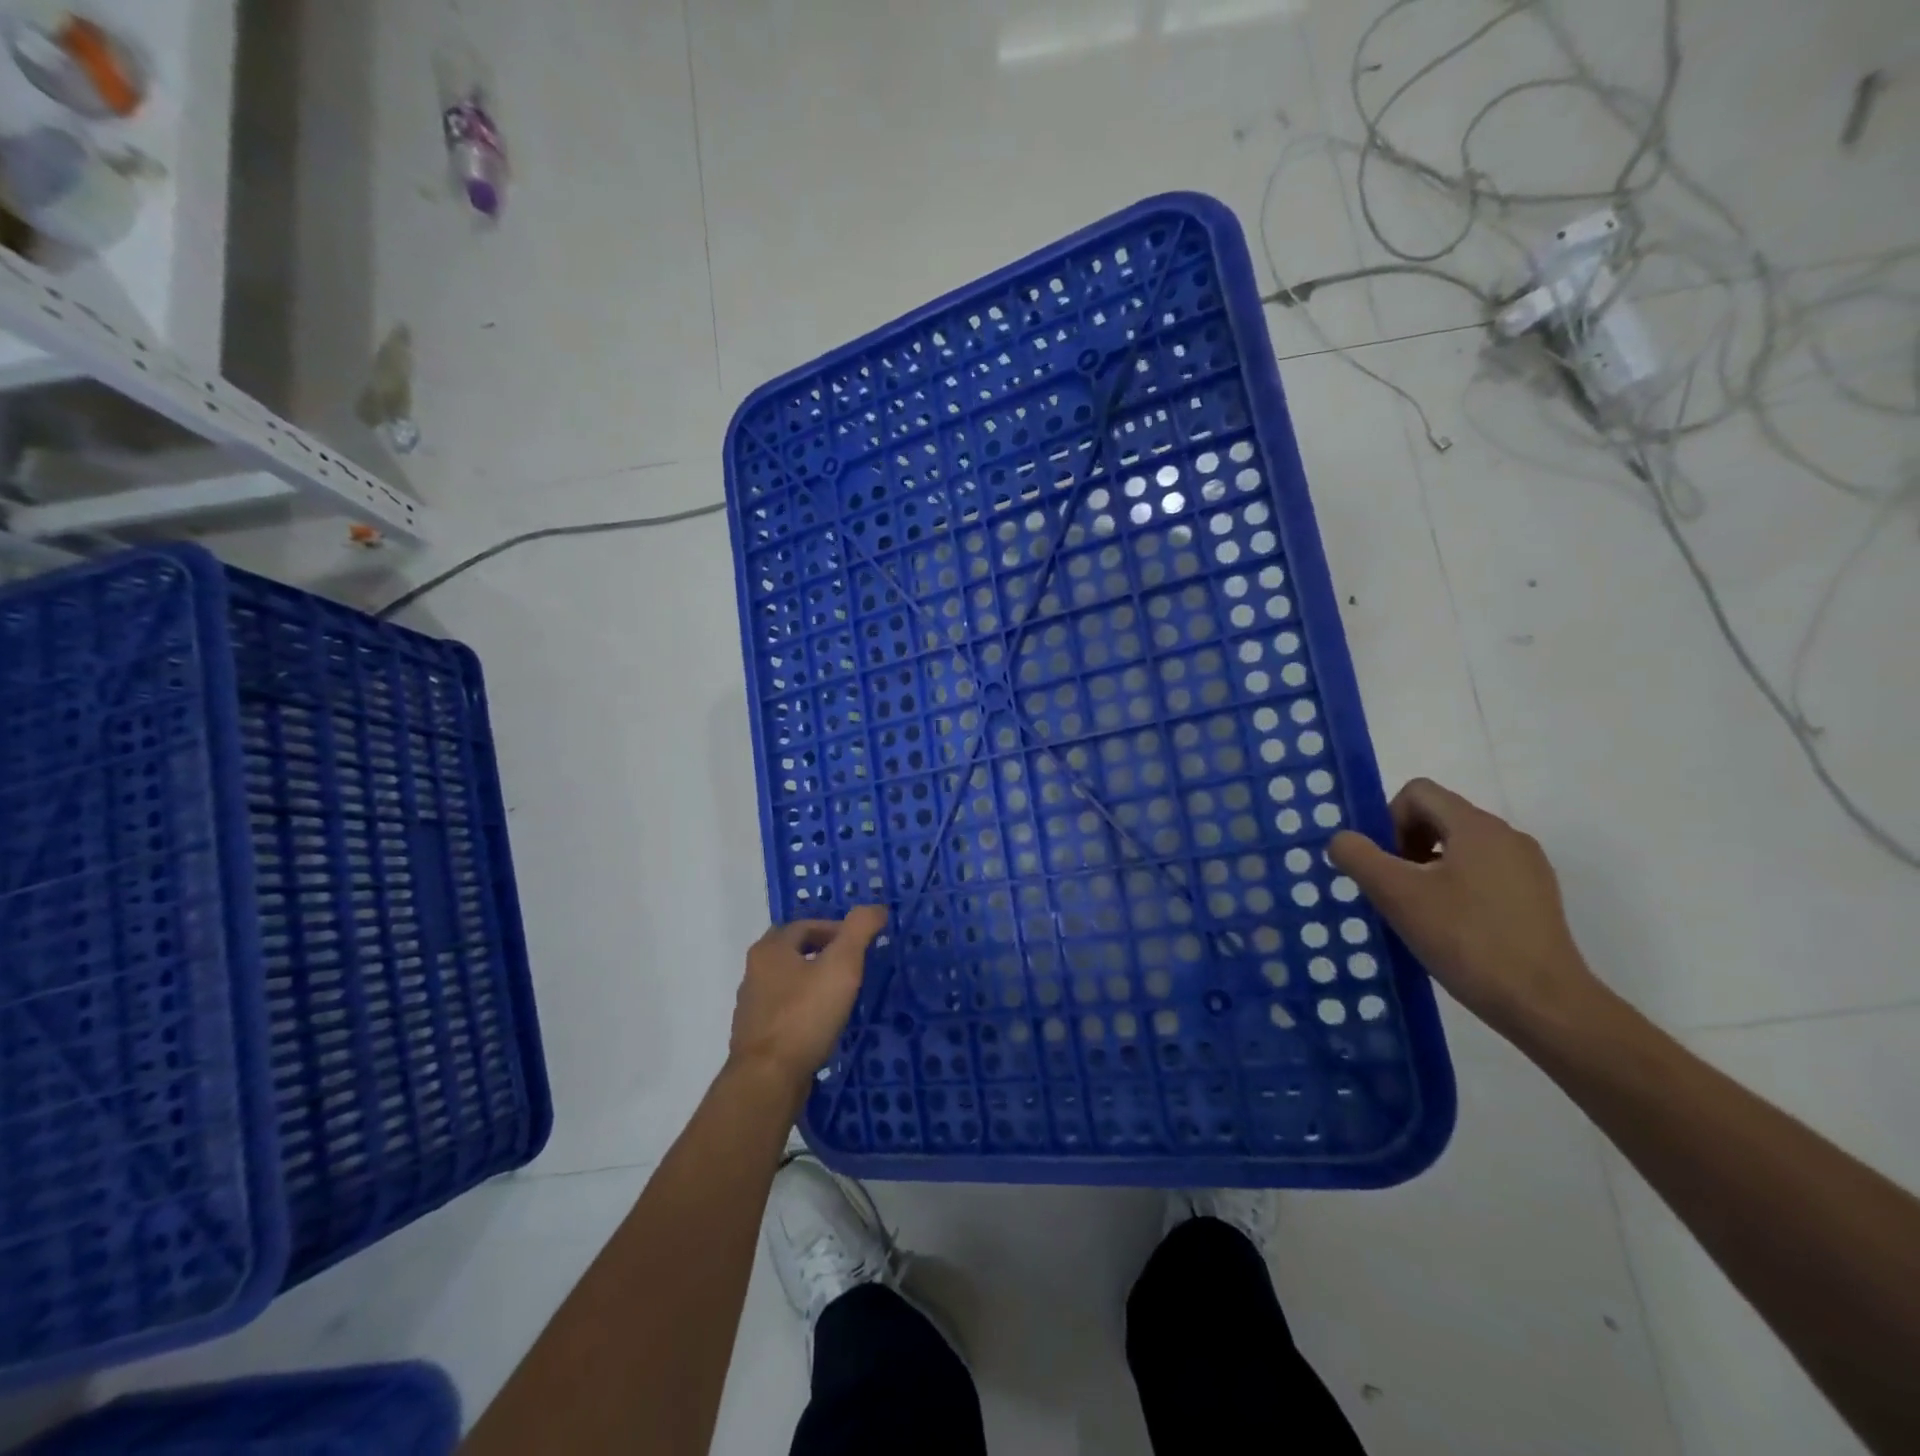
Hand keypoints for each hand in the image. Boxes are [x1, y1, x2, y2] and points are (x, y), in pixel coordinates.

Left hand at [728, 908, 887, 1100]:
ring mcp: (752, 1005)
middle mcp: (755, 970)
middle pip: (795, 950)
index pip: (807, 925)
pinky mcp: (757, 1035)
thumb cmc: (805, 1015)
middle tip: (853, 966)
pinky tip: (823, 1024)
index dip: (837, 929)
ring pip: (788, 981)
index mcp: (771, 948)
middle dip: (824, 953)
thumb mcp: (841, 965)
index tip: (861, 946)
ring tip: (842, 995)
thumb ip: (859, 930)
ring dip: (813, 981)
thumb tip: (876, 908)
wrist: (768, 1079)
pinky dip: (804, 1008)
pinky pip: (785, 1010)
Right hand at [1328, 778, 1604, 1041]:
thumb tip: (1343, 840)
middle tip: (1394, 890)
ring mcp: (1527, 868)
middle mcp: (1507, 836)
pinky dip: (1455, 888)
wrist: (1545, 1005)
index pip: (1417, 793)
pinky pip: (1482, 874)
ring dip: (1427, 869)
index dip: (1388, 819)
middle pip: (1438, 817)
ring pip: (1459, 848)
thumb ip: (1358, 857)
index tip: (1385, 864)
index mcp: (1477, 827)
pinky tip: (1451, 928)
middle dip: (1404, 845)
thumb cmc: (1466, 939)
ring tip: (1419, 912)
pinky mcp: (1536, 898)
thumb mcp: (1396, 895)